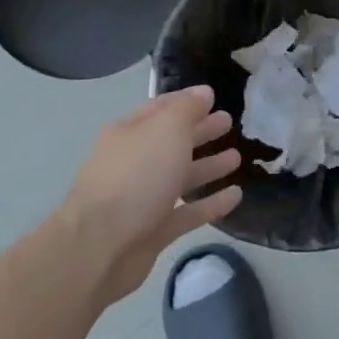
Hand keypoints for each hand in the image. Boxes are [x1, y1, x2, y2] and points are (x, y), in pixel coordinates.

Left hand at [58, 86, 242, 304]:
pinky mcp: (154, 231)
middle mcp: (135, 162)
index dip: (187, 102)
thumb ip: (187, 109)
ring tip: (237, 158)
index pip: (162, 109)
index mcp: (131, 133)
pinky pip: (188, 212)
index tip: (214, 97)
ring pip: (181, 177)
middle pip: (172, 142)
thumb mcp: (166, 130)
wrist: (101, 246)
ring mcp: (144, 198)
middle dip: (200, 131)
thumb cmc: (136, 177)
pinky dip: (210, 203)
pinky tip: (236, 196)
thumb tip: (203, 92)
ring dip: (208, 166)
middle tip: (229, 124)